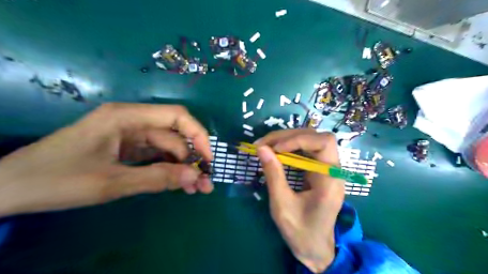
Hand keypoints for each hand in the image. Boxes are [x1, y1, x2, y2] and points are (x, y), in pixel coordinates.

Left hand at [0, 103, 213, 217]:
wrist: (9, 190)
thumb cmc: (56, 180)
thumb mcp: (111, 182)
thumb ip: (157, 178)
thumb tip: (196, 178)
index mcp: (127, 117)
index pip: (176, 116)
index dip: (197, 135)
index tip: (207, 159)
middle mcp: (132, 121)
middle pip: (173, 135)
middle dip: (191, 159)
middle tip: (204, 184)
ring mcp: (129, 136)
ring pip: (166, 148)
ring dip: (181, 167)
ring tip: (194, 189)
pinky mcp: (126, 149)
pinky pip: (155, 156)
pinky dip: (167, 170)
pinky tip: (177, 184)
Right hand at [256, 130, 342, 272]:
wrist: (314, 247)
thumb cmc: (300, 231)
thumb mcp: (282, 204)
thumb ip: (273, 175)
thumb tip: (261, 148)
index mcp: (330, 179)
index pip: (323, 143)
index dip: (298, 139)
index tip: (274, 148)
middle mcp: (333, 169)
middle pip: (316, 137)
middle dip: (288, 136)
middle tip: (263, 144)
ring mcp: (327, 169)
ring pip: (310, 141)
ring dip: (287, 139)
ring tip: (265, 145)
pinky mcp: (319, 171)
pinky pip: (306, 151)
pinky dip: (289, 147)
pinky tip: (276, 152)